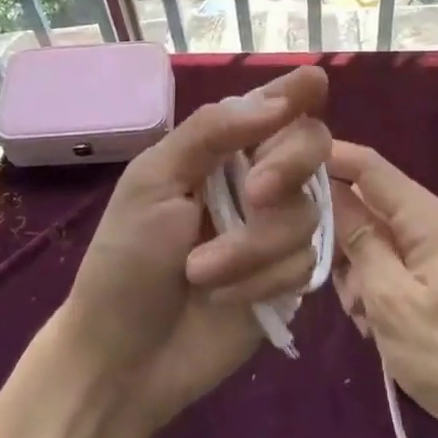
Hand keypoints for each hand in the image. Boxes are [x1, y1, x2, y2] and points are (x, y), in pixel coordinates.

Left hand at [59, 65, 329, 430]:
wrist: (123, 358)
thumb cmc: (125, 259)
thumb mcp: (153, 182)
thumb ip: (212, 133)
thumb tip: (277, 99)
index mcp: (220, 148)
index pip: (272, 106)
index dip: (297, 91)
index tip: (315, 79)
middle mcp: (257, 178)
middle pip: (311, 146)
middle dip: (286, 167)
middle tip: (254, 194)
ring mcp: (275, 229)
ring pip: (306, 212)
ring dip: (251, 246)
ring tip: (199, 272)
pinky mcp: (288, 276)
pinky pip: (306, 262)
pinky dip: (261, 280)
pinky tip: (225, 299)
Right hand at [328, 141, 437, 437]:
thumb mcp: (391, 299)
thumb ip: (358, 241)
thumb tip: (328, 190)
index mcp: (424, 216)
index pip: (367, 165)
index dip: (327, 158)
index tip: (281, 171)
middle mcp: (428, 223)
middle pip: (365, 203)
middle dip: (339, 235)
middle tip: (329, 277)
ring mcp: (431, 252)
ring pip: (371, 240)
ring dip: (355, 272)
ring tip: (362, 316)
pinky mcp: (431, 279)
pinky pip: (387, 267)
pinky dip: (372, 290)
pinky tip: (373, 326)